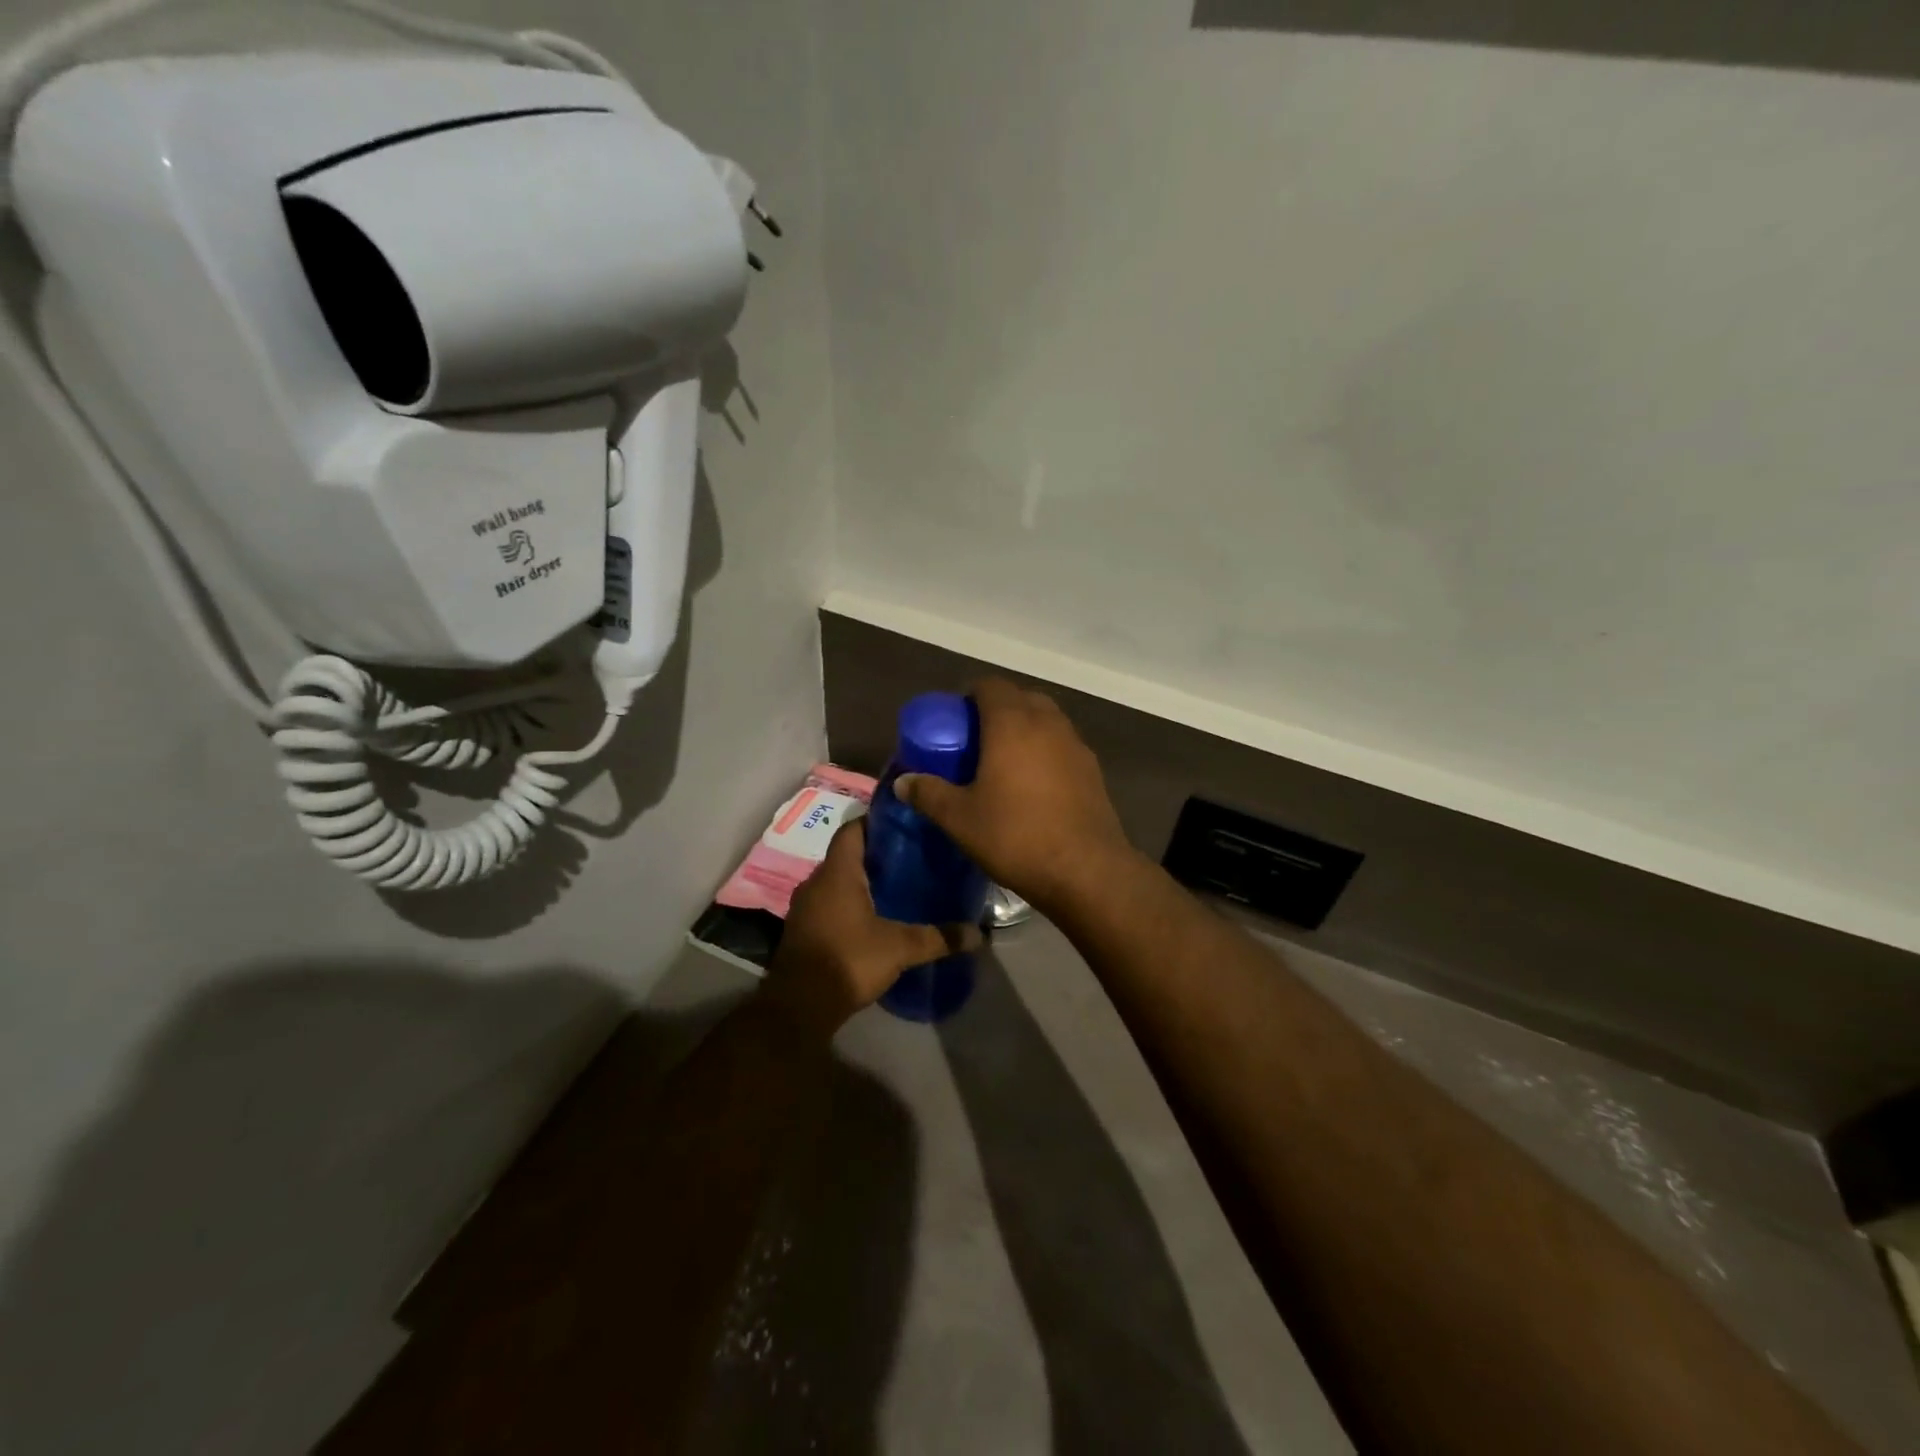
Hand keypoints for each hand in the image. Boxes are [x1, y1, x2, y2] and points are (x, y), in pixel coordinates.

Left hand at [760, 816, 982, 1038]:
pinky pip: (829, 905)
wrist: (799, 1006)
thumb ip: (938, 938)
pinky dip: (849, 905)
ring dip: (862, 882)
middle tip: (911, 859)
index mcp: (837, 873)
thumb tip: (979, 934)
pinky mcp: (803, 931)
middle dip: (876, 856)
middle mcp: (816, 882)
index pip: (853, 830)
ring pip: (837, 882)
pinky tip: (874, 919)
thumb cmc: (848, 960)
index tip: (905, 827)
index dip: (877, 823)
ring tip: (897, 888)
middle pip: (847, 856)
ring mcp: (805, 907)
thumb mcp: (899, 948)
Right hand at [894, 678, 1135, 916]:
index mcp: (1012, 723)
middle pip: (1020, 698)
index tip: (953, 720)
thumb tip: (902, 782)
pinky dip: (1045, 752)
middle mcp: (1048, 723)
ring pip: (1046, 720)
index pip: (990, 686)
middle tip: (975, 741)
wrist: (1086, 871)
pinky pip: (1062, 745)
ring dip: (1024, 730)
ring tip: (1003, 763)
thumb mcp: (960, 819)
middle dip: (997, 710)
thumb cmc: (1016, 836)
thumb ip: (928, 794)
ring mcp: (1076, 745)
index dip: (969, 696)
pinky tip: (1033, 786)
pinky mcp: (1093, 770)